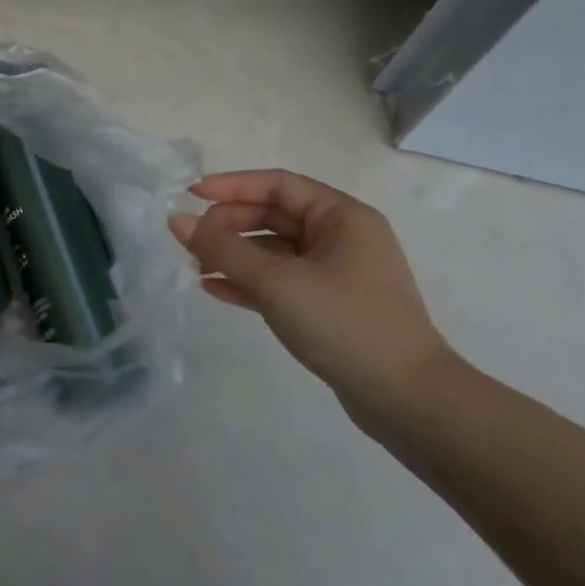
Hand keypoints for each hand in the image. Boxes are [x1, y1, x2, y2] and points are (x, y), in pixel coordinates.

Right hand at [169, 170, 456, 430]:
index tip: (191, 195)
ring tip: (195, 266)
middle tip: (192, 241)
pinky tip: (214, 289)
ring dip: (234, 255)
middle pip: (274, 216)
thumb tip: (177, 220)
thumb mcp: (276, 282)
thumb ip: (223, 248)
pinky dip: (248, 282)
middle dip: (230, 225)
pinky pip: (280, 281)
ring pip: (274, 251)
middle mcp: (342, 238)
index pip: (278, 185)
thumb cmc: (344, 323)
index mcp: (343, 217)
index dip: (232, 186)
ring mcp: (337, 274)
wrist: (407, 400)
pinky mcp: (329, 306)